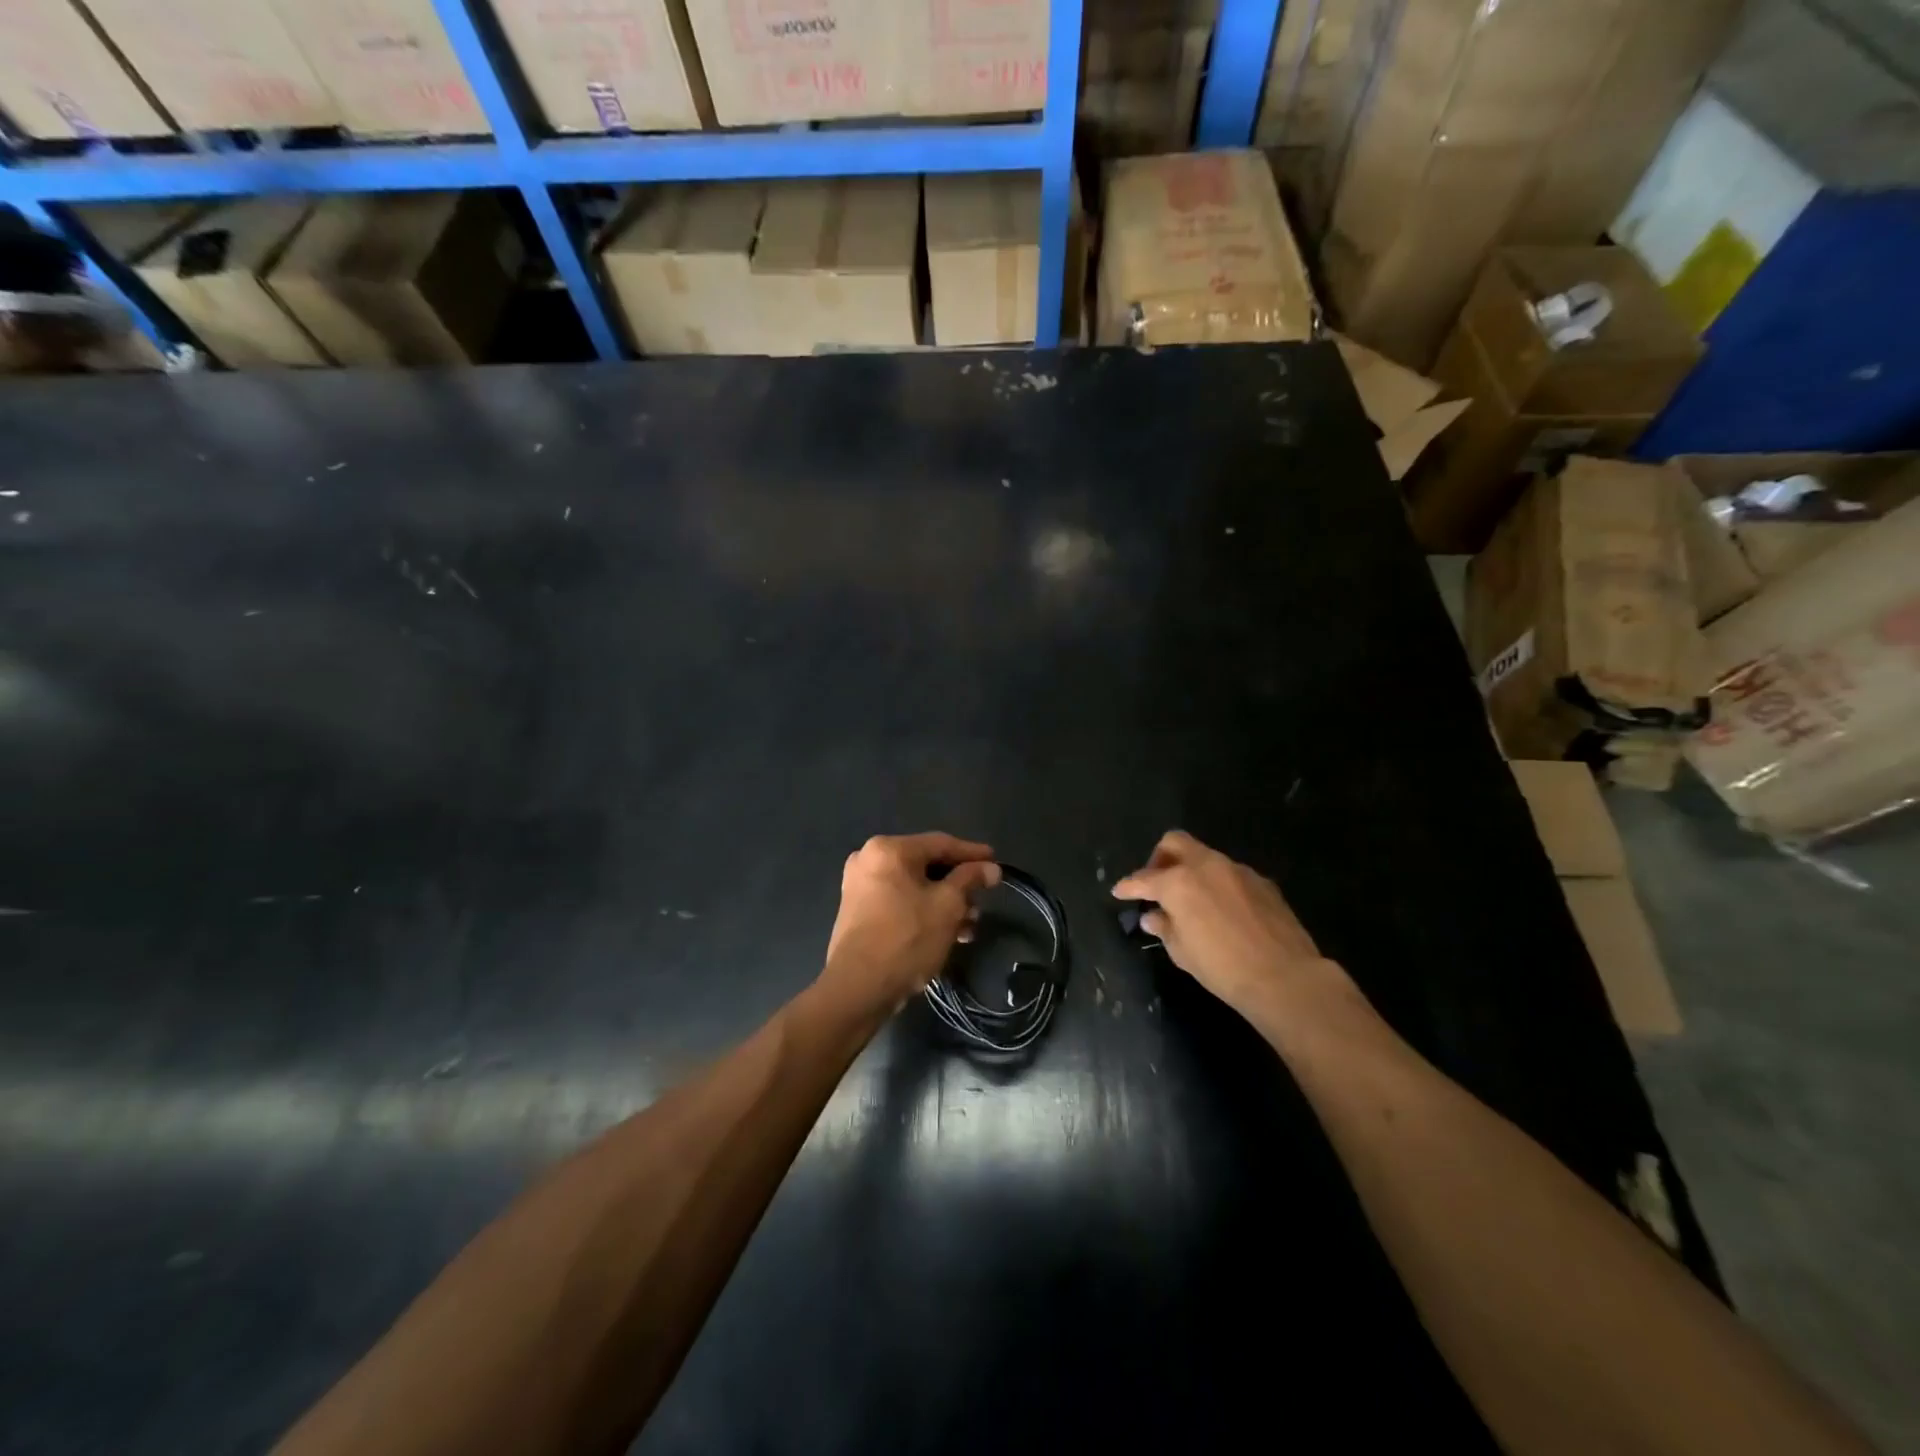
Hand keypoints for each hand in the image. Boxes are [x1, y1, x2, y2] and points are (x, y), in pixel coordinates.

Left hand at [821, 833, 1001, 1012]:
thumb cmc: (907, 938)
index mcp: (888, 849)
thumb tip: (991, 868)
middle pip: (926, 865)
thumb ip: (970, 879)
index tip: (996, 862)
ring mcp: (860, 887)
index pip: (940, 843)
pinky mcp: (858, 912)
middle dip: (958, 885)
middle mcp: (869, 860)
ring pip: (914, 887)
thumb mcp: (948, 906)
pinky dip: (923, 912)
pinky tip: (948, 933)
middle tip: (983, 898)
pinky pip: (899, 902)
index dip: (972, 853)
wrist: (858, 989)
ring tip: (970, 925)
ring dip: (944, 903)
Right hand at [1112, 830, 1348, 1017]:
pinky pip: (1230, 873)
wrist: (1285, 977)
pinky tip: (1222, 909)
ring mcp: (1237, 870)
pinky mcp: (1262, 881)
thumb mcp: (1182, 952)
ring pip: (1205, 856)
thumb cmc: (1222, 967)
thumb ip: (1164, 927)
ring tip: (1191, 899)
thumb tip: (1153, 916)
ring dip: (1191, 870)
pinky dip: (1218, 884)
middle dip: (1159, 858)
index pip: (1143, 879)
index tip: (1119, 892)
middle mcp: (1206, 866)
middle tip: (1156, 883)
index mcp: (1178, 882)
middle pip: (1175, 842)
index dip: (1128, 886)